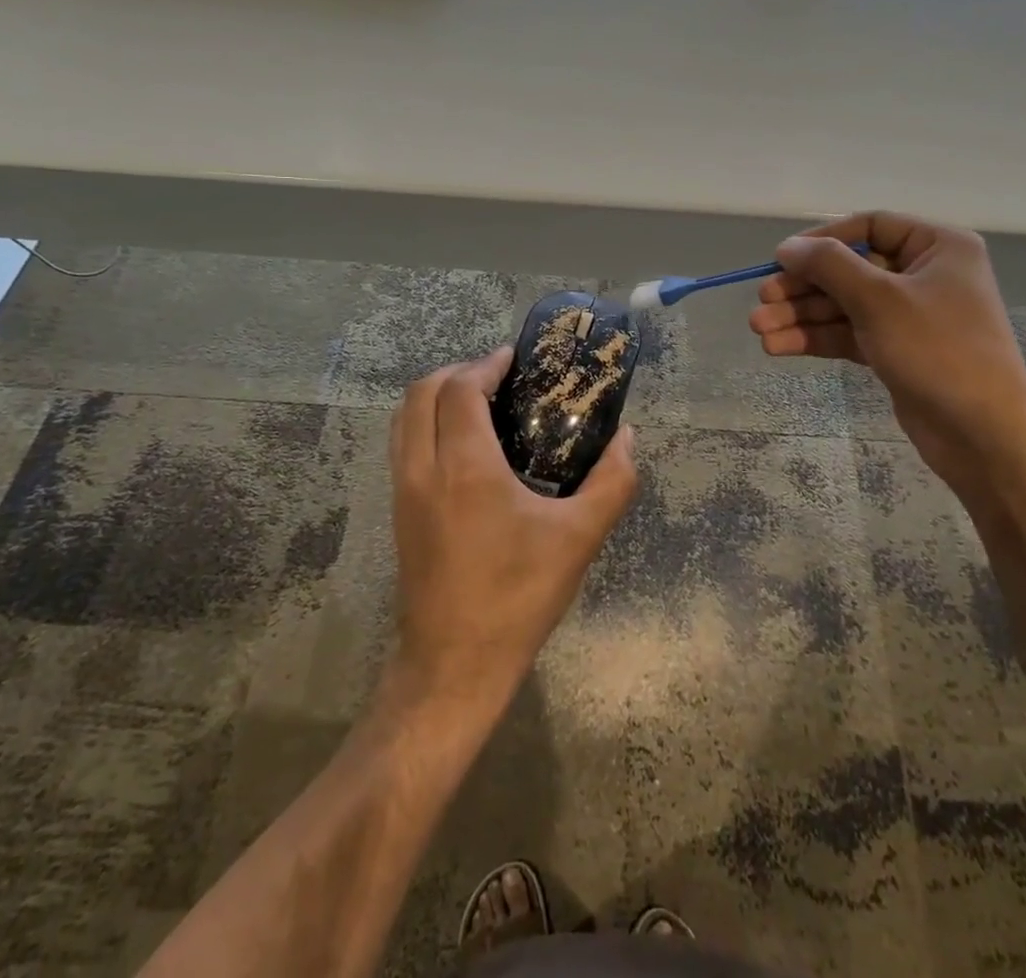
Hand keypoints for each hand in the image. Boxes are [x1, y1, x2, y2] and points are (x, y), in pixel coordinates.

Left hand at [389, 347, 639, 706]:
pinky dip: (426, 422)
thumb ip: (612, 482)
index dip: (485, 364)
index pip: (459, 388)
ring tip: (480, 403)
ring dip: (437, 395)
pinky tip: (462, 445)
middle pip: (422, 391)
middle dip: (459, 372)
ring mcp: (403, 490)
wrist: (453, 665)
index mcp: (465, 467)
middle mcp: (424, 468)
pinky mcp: (398, 511)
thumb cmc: (518, 596)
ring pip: (405, 416)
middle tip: (499, 379)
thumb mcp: (579, 538)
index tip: (514, 360)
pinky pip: (402, 443)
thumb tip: (627, 438)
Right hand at [748, 213, 1025, 487]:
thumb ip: (829, 266)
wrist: (983, 434)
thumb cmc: (938, 351)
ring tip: (759, 330)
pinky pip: (850, 333)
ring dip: (801, 316)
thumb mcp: (879, 299)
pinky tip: (779, 346)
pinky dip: (817, 338)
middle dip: (804, 287)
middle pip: (850, 269)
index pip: (870, 227)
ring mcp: (910, 316)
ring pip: (844, 305)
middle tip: (763, 300)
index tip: (781, 258)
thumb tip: (787, 246)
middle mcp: (925, 275)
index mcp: (938, 247)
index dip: (822, 240)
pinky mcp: (897, 350)